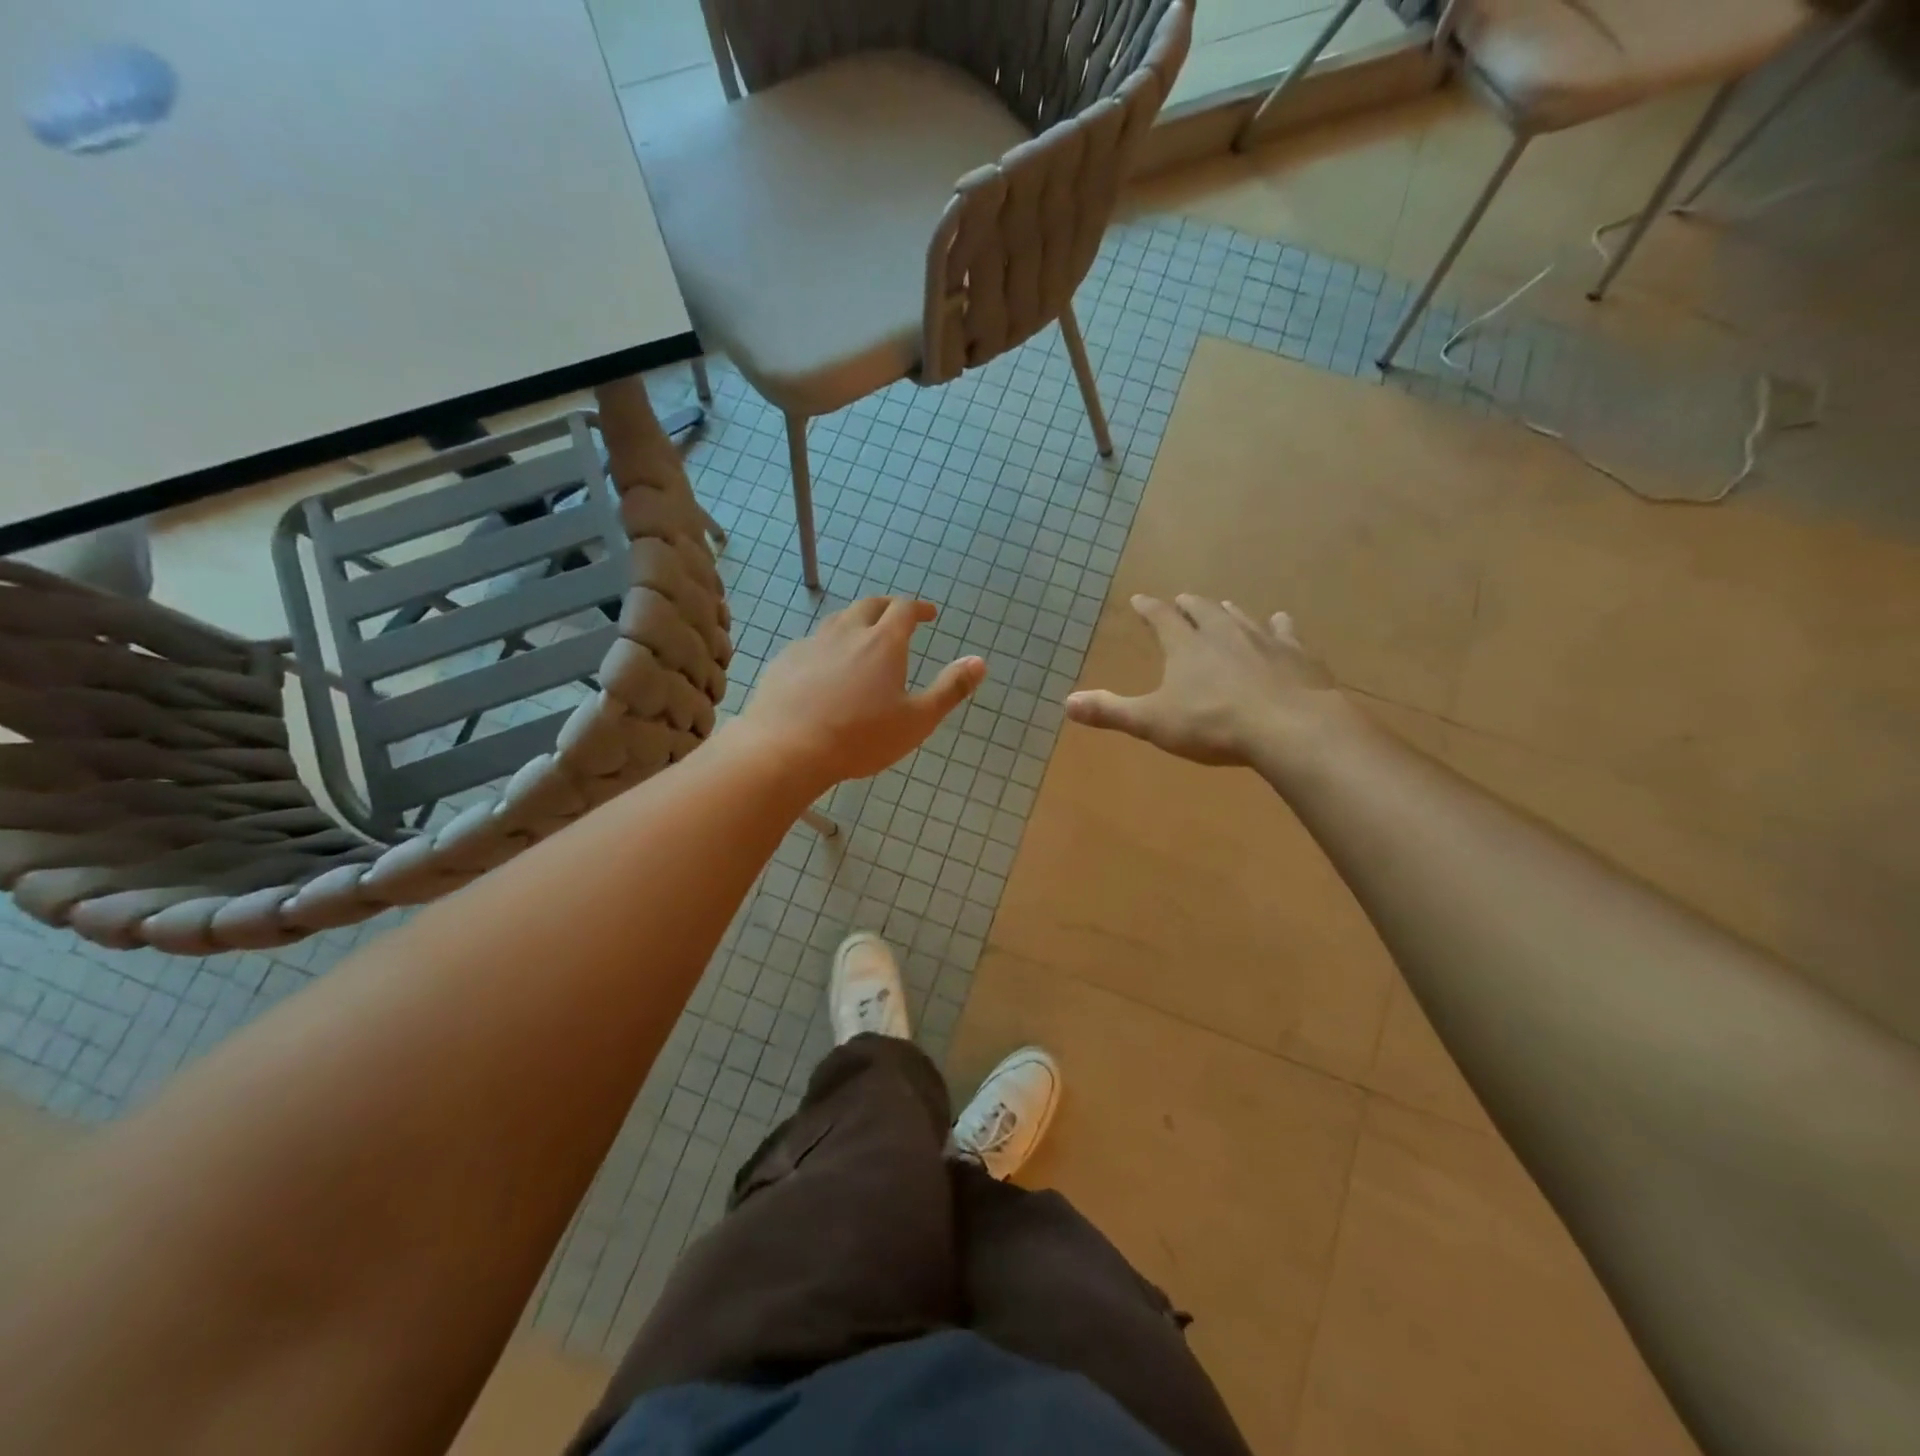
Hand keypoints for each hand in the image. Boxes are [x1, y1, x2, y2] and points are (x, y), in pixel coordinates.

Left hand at [735, 597, 985, 788]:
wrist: (786, 749)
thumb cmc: (860, 737)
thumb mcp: (917, 720)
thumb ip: (950, 689)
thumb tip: (979, 661)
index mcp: (883, 643)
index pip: (904, 609)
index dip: (919, 607)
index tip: (929, 613)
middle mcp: (847, 633)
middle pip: (869, 606)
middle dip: (887, 607)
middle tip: (897, 618)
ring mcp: (811, 644)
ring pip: (837, 621)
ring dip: (855, 622)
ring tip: (862, 638)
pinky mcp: (785, 661)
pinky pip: (812, 644)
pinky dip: (827, 646)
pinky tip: (824, 667)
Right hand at [1064, 594, 1354, 767]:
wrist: (1288, 728)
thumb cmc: (1213, 725)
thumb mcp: (1153, 722)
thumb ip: (1111, 711)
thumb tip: (1067, 702)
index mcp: (1186, 646)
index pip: (1161, 618)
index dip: (1148, 609)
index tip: (1139, 599)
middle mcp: (1223, 633)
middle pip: (1203, 610)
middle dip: (1189, 605)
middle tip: (1182, 599)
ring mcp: (1264, 640)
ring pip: (1241, 617)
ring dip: (1228, 611)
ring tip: (1223, 605)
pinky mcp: (1297, 655)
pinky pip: (1285, 632)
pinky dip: (1279, 626)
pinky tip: (1281, 621)